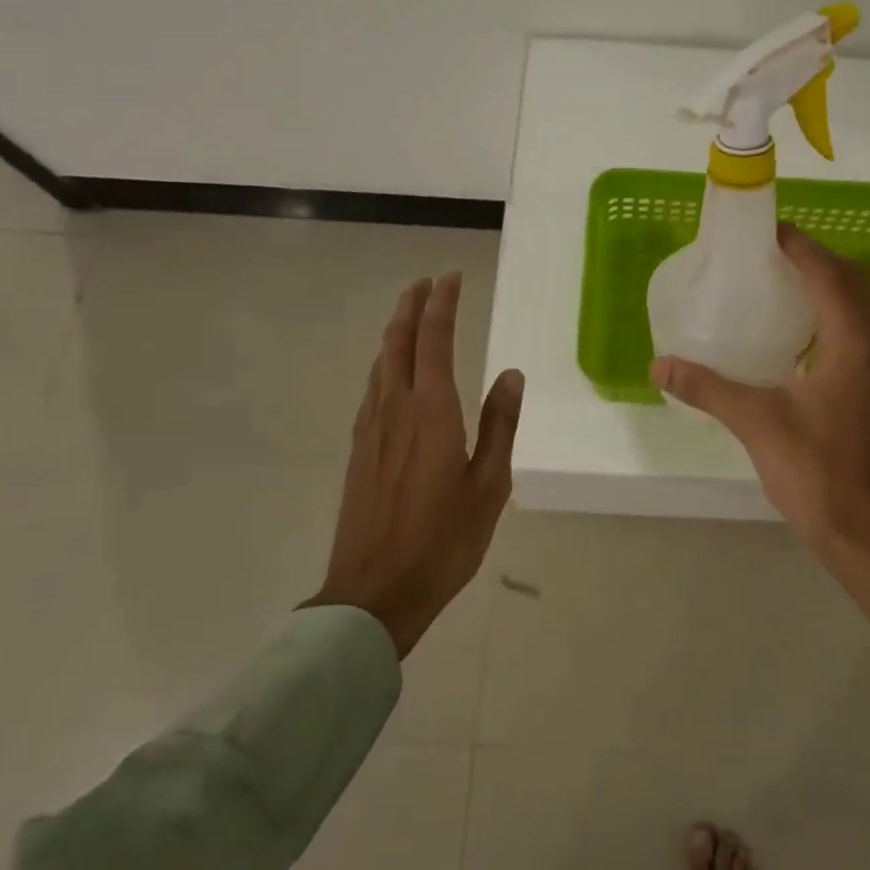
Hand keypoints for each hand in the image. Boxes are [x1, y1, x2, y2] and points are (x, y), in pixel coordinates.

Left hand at [303, 273, 523, 656]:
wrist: (375, 592)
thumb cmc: (444, 541)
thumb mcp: (489, 485)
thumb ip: (499, 425)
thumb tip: (511, 374)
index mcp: (432, 413)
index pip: (435, 341)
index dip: (442, 305)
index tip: (450, 277)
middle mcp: (396, 410)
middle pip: (398, 343)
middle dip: (411, 307)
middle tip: (425, 283)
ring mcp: (370, 430)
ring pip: (380, 364)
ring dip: (394, 333)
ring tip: (408, 317)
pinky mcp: (358, 451)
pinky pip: (371, 390)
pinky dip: (383, 365)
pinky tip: (389, 374)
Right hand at [650, 225, 869, 641]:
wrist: (857, 527)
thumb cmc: (813, 469)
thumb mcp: (754, 422)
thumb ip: (706, 388)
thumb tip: (659, 363)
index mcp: (850, 345)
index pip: (831, 277)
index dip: (803, 248)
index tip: (771, 231)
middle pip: (856, 285)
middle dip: (821, 260)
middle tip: (778, 254)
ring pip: (863, 309)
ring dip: (834, 286)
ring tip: (790, 282)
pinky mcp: (868, 392)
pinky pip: (858, 333)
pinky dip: (836, 316)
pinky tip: (802, 333)